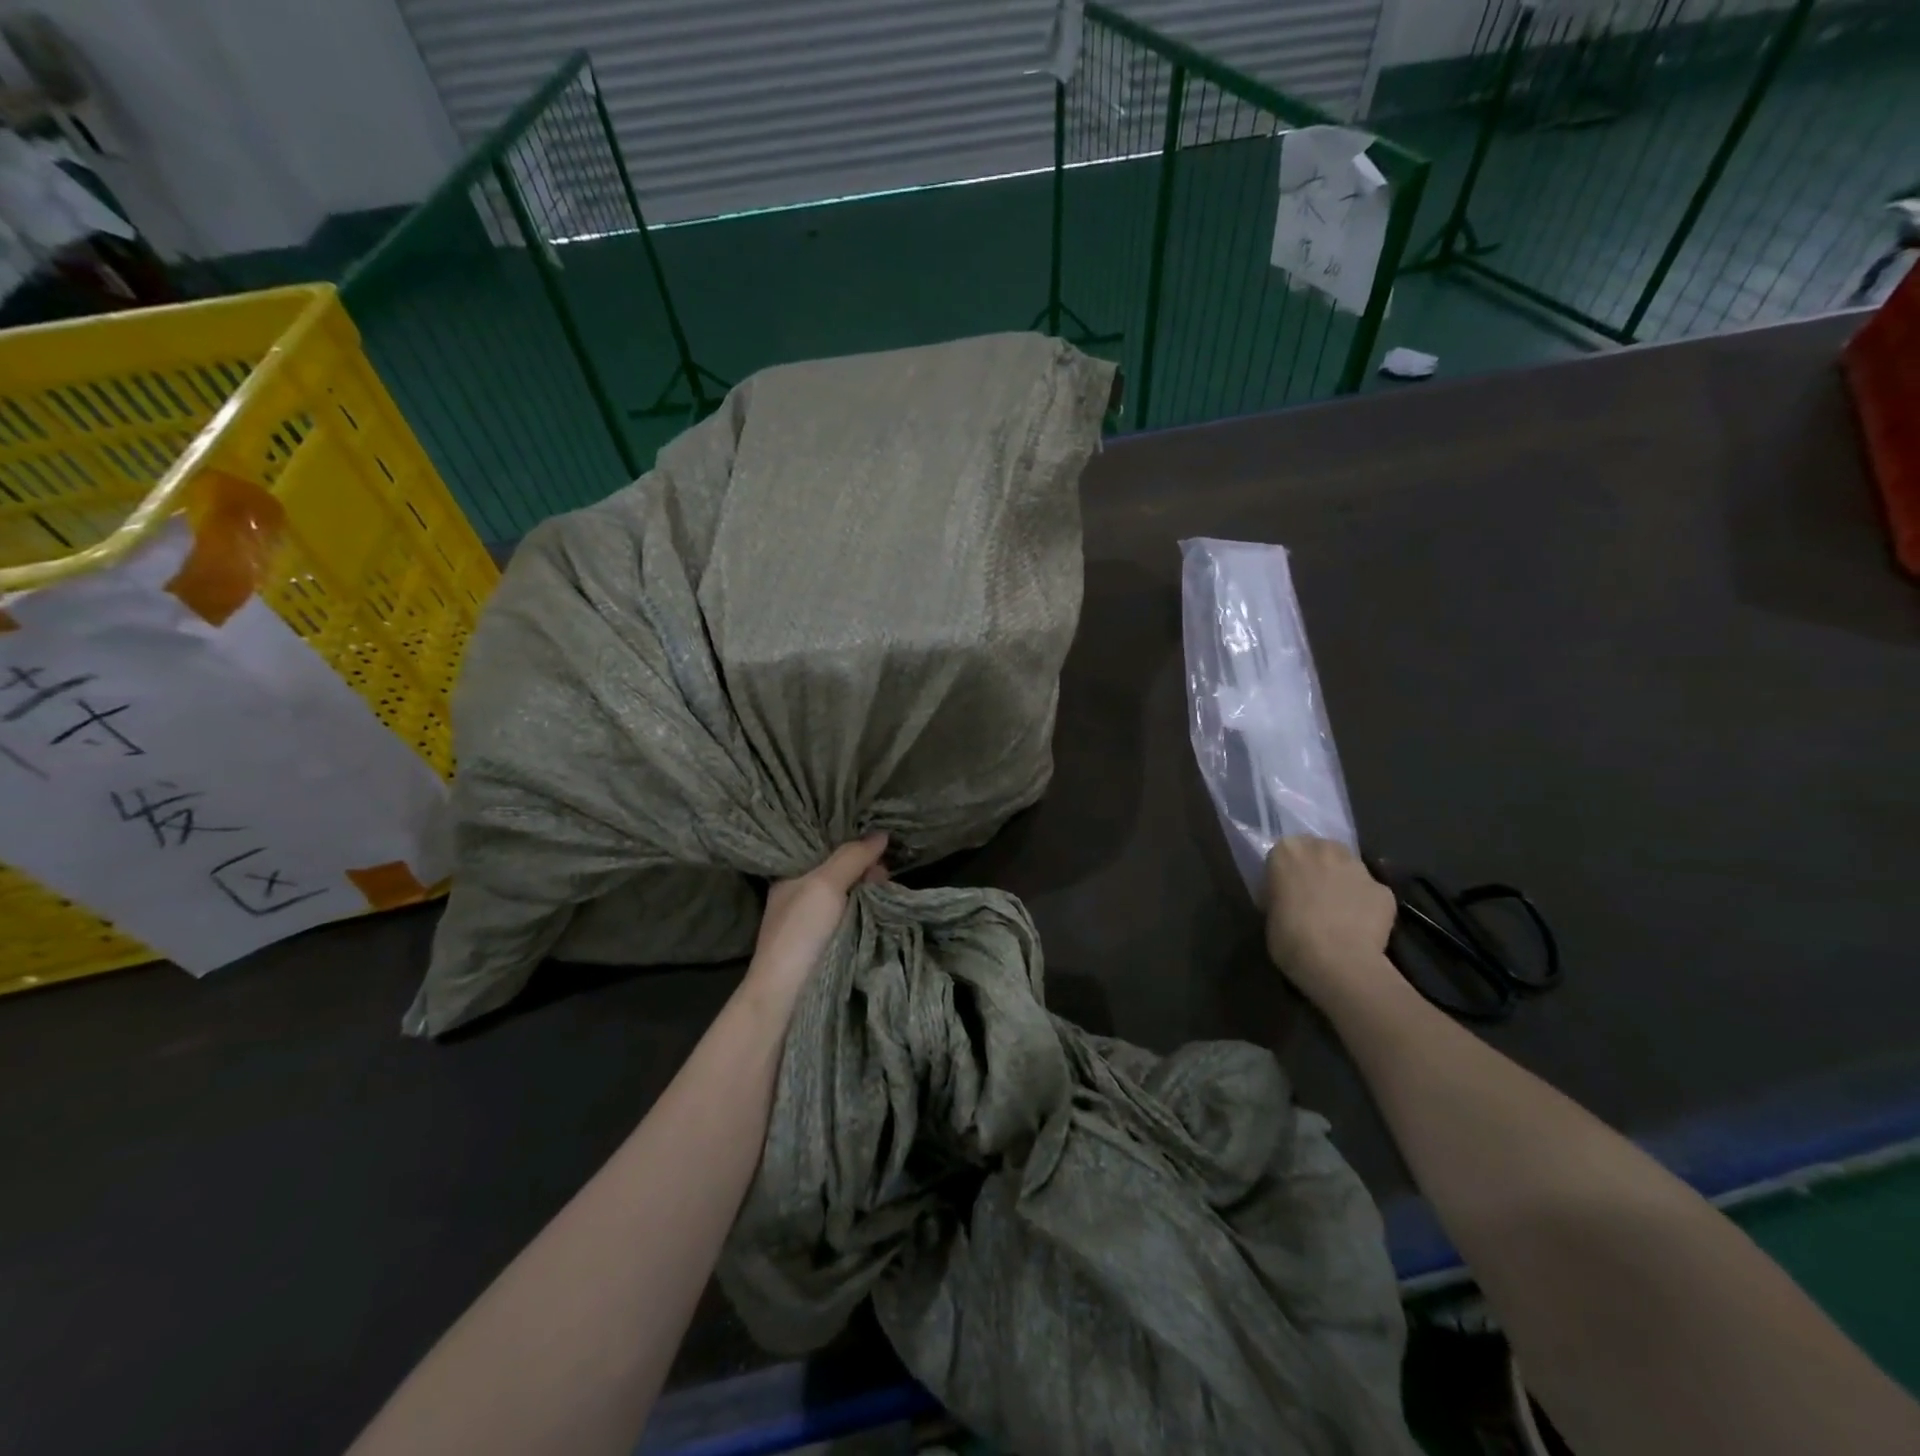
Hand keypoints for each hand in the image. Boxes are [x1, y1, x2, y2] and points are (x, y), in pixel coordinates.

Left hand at [745, 835, 889, 1009]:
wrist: (787, 997)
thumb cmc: (800, 932)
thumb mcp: (824, 884)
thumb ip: (852, 857)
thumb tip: (881, 834)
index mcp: (791, 877)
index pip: (825, 849)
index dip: (850, 844)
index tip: (876, 842)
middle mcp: (802, 896)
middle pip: (842, 872)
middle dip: (866, 869)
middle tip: (884, 873)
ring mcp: (816, 924)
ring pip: (852, 896)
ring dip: (871, 892)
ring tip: (890, 890)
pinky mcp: (831, 945)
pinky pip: (856, 919)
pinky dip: (871, 913)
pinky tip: (887, 908)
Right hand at [1263, 837, 1399, 1007]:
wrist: (1337, 963)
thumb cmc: (1290, 938)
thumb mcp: (1269, 913)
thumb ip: (1279, 895)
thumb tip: (1288, 898)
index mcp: (1287, 851)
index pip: (1285, 852)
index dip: (1287, 871)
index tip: (1286, 890)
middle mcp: (1324, 849)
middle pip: (1321, 851)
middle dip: (1318, 867)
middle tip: (1314, 895)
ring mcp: (1358, 868)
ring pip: (1349, 867)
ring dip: (1343, 882)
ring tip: (1340, 912)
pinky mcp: (1384, 890)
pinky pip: (1370, 893)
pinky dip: (1366, 905)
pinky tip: (1361, 928)